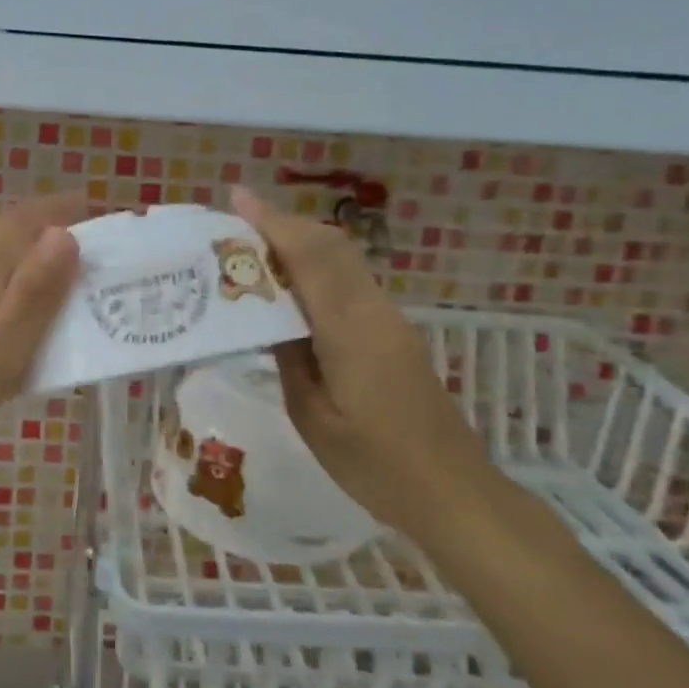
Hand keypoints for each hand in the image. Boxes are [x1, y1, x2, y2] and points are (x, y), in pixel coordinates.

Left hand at [0, 194, 85, 481]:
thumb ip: (32, 295)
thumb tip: (64, 233)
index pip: (16, 225)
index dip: (54, 209)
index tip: (93, 205)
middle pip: (7, 256)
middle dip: (51, 256)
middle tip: (96, 278)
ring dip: (30, 291)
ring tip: (66, 323)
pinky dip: (7, 320)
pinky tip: (15, 356)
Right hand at [230, 187, 484, 538]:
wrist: (451, 491)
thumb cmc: (374, 465)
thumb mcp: (312, 417)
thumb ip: (290, 358)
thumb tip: (271, 318)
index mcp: (349, 329)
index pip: (309, 256)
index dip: (272, 222)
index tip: (237, 197)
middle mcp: (373, 311)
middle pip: (330, 246)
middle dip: (284, 224)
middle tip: (237, 223)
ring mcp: (389, 319)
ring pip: (343, 260)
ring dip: (301, 243)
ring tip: (255, 249)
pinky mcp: (394, 332)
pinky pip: (351, 281)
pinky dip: (318, 266)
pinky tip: (292, 288)